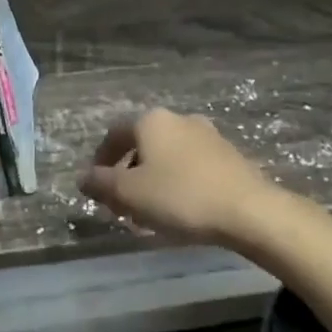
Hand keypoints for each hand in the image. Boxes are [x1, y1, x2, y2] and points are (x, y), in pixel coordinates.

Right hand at [78, 109, 279, 245]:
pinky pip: (190, 166)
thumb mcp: (129, 194)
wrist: (249, 210)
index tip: (96, 186)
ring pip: (167, 156)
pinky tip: (179, 209)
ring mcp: (208, 135)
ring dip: (152, 179)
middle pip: (141, 145)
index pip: (114, 133)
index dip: (100, 159)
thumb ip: (100, 183)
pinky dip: (177, 183)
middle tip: (121, 203)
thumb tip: (82, 177)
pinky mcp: (229, 156)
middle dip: (127, 173)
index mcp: (151, 121)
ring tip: (149, 212)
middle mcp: (179, 119)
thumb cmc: (180, 197)